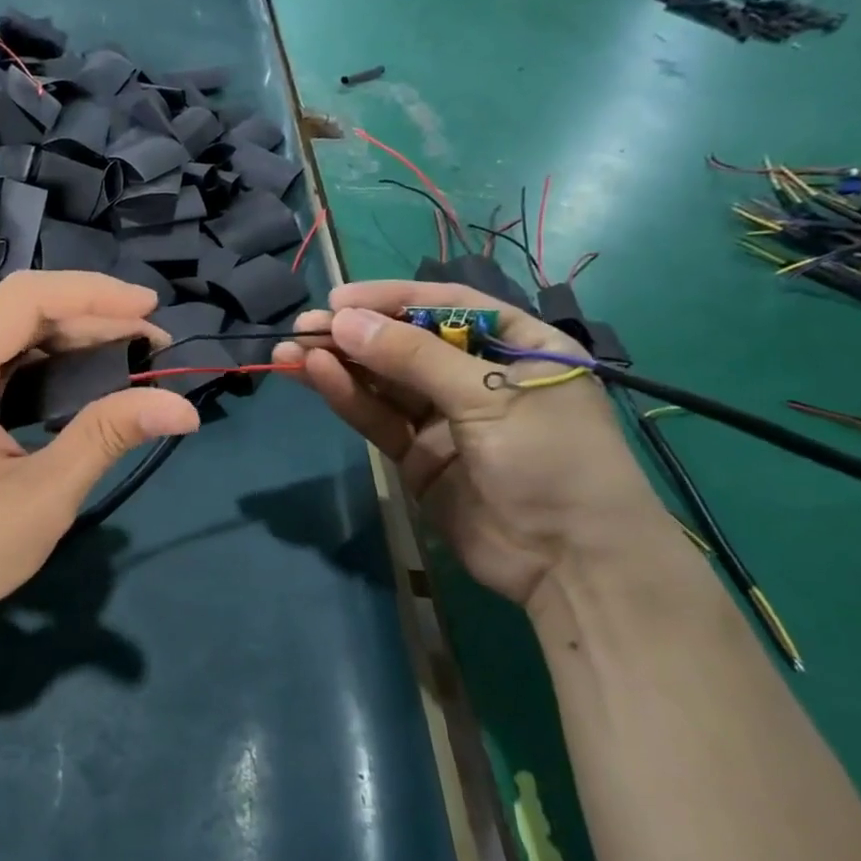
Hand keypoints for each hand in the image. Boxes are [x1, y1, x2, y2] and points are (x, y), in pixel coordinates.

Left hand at [0, 272, 200, 639]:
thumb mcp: (43, 495)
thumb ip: (108, 436)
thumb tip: (183, 407)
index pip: (27, 299)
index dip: (96, 294)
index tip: (152, 309)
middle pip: (19, 312)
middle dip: (91, 320)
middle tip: (153, 345)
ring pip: (8, 337)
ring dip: (69, 342)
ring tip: (128, 358)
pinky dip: (41, 367)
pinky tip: (80, 382)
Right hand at [272, 282, 667, 607]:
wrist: (569, 562)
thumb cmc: (551, 458)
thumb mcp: (488, 395)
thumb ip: (412, 357)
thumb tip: (342, 321)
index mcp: (515, 345)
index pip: (446, 305)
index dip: (391, 298)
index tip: (339, 298)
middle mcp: (476, 375)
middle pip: (406, 343)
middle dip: (355, 333)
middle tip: (304, 326)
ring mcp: (445, 418)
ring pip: (384, 381)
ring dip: (339, 364)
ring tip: (291, 349)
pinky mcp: (418, 456)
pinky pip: (379, 418)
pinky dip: (349, 397)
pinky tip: (316, 376)